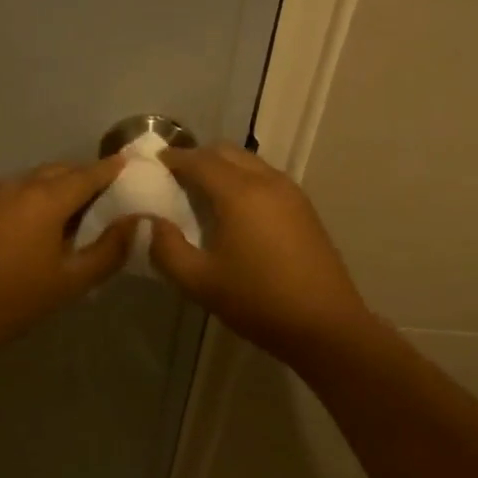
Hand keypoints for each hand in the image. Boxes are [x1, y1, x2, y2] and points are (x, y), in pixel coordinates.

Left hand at [0, 156, 139, 363]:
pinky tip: (54, 225)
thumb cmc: (14, 298)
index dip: (115, 169)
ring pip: (42, 179)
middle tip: (116, 198)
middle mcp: (23, 185)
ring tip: (88, 214)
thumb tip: (138, 223)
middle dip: (91, 178)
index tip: (137, 168)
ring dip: (66, 188)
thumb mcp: (70, 281)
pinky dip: (46, 197)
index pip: (90, 173)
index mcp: (47, 197)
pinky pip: (25, 191)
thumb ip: (109, 250)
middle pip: (65, 171)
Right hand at [149, 143, 372, 359]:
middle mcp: (266, 181)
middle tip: (176, 176)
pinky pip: (266, 178)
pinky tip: (236, 209)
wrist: (325, 325)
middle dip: (198, 157)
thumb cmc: (258, 301)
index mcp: (238, 193)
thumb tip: (152, 224)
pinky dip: (244, 179)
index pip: (199, 160)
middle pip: (226, 152)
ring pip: (249, 162)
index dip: (174, 157)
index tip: (155, 161)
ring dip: (223, 167)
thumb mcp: (200, 282)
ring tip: (204, 192)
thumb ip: (167, 250)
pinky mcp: (304, 208)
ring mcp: (291, 192)